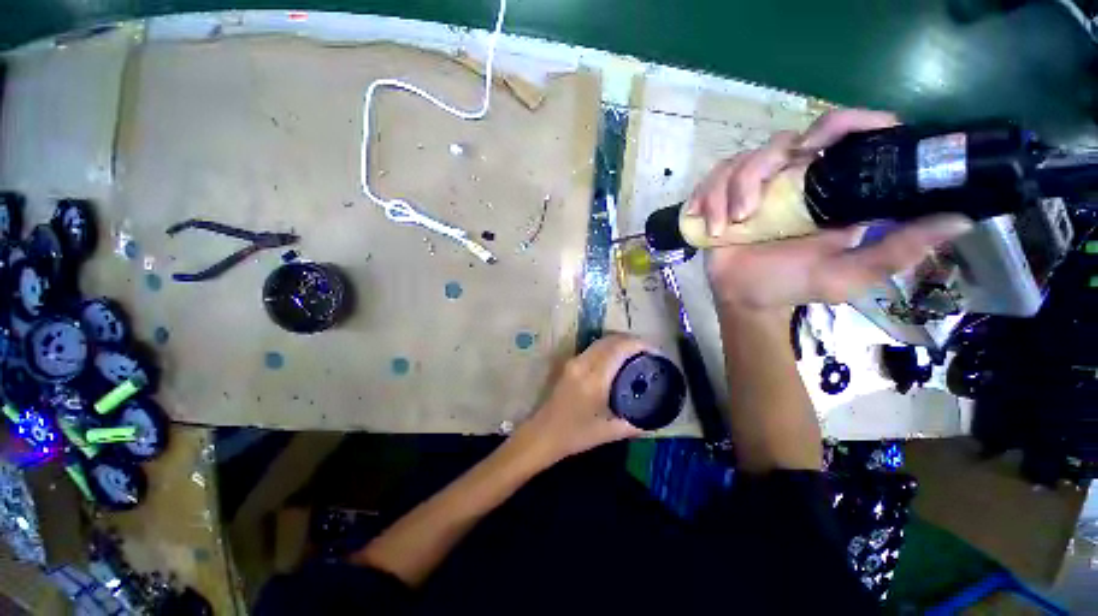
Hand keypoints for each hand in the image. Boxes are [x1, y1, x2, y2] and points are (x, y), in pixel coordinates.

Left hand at [514, 334, 651, 461]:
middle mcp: (583, 363)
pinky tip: (617, 358)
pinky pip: (593, 348)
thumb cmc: (575, 435)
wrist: (542, 434)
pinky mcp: (569, 363)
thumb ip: (635, 422)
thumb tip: (656, 416)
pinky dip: (608, 347)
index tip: (656, 351)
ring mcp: (574, 361)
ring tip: (636, 353)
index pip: (619, 348)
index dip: (639, 344)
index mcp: (594, 379)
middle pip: (610, 340)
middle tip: (649, 351)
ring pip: (601, 341)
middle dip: (632, 340)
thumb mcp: (609, 432)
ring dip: (619, 342)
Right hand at [690, 108, 973, 311]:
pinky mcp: (722, 197)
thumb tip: (961, 219)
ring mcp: (753, 186)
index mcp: (828, 187)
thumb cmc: (792, 285)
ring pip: (739, 161)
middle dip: (757, 172)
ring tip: (728, 228)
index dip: (840, 124)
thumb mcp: (849, 274)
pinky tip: (711, 225)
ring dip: (727, 194)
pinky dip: (706, 200)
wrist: (743, 297)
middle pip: (779, 142)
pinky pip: (710, 180)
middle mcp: (792, 177)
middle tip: (750, 210)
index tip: (818, 147)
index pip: (842, 131)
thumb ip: (897, 250)